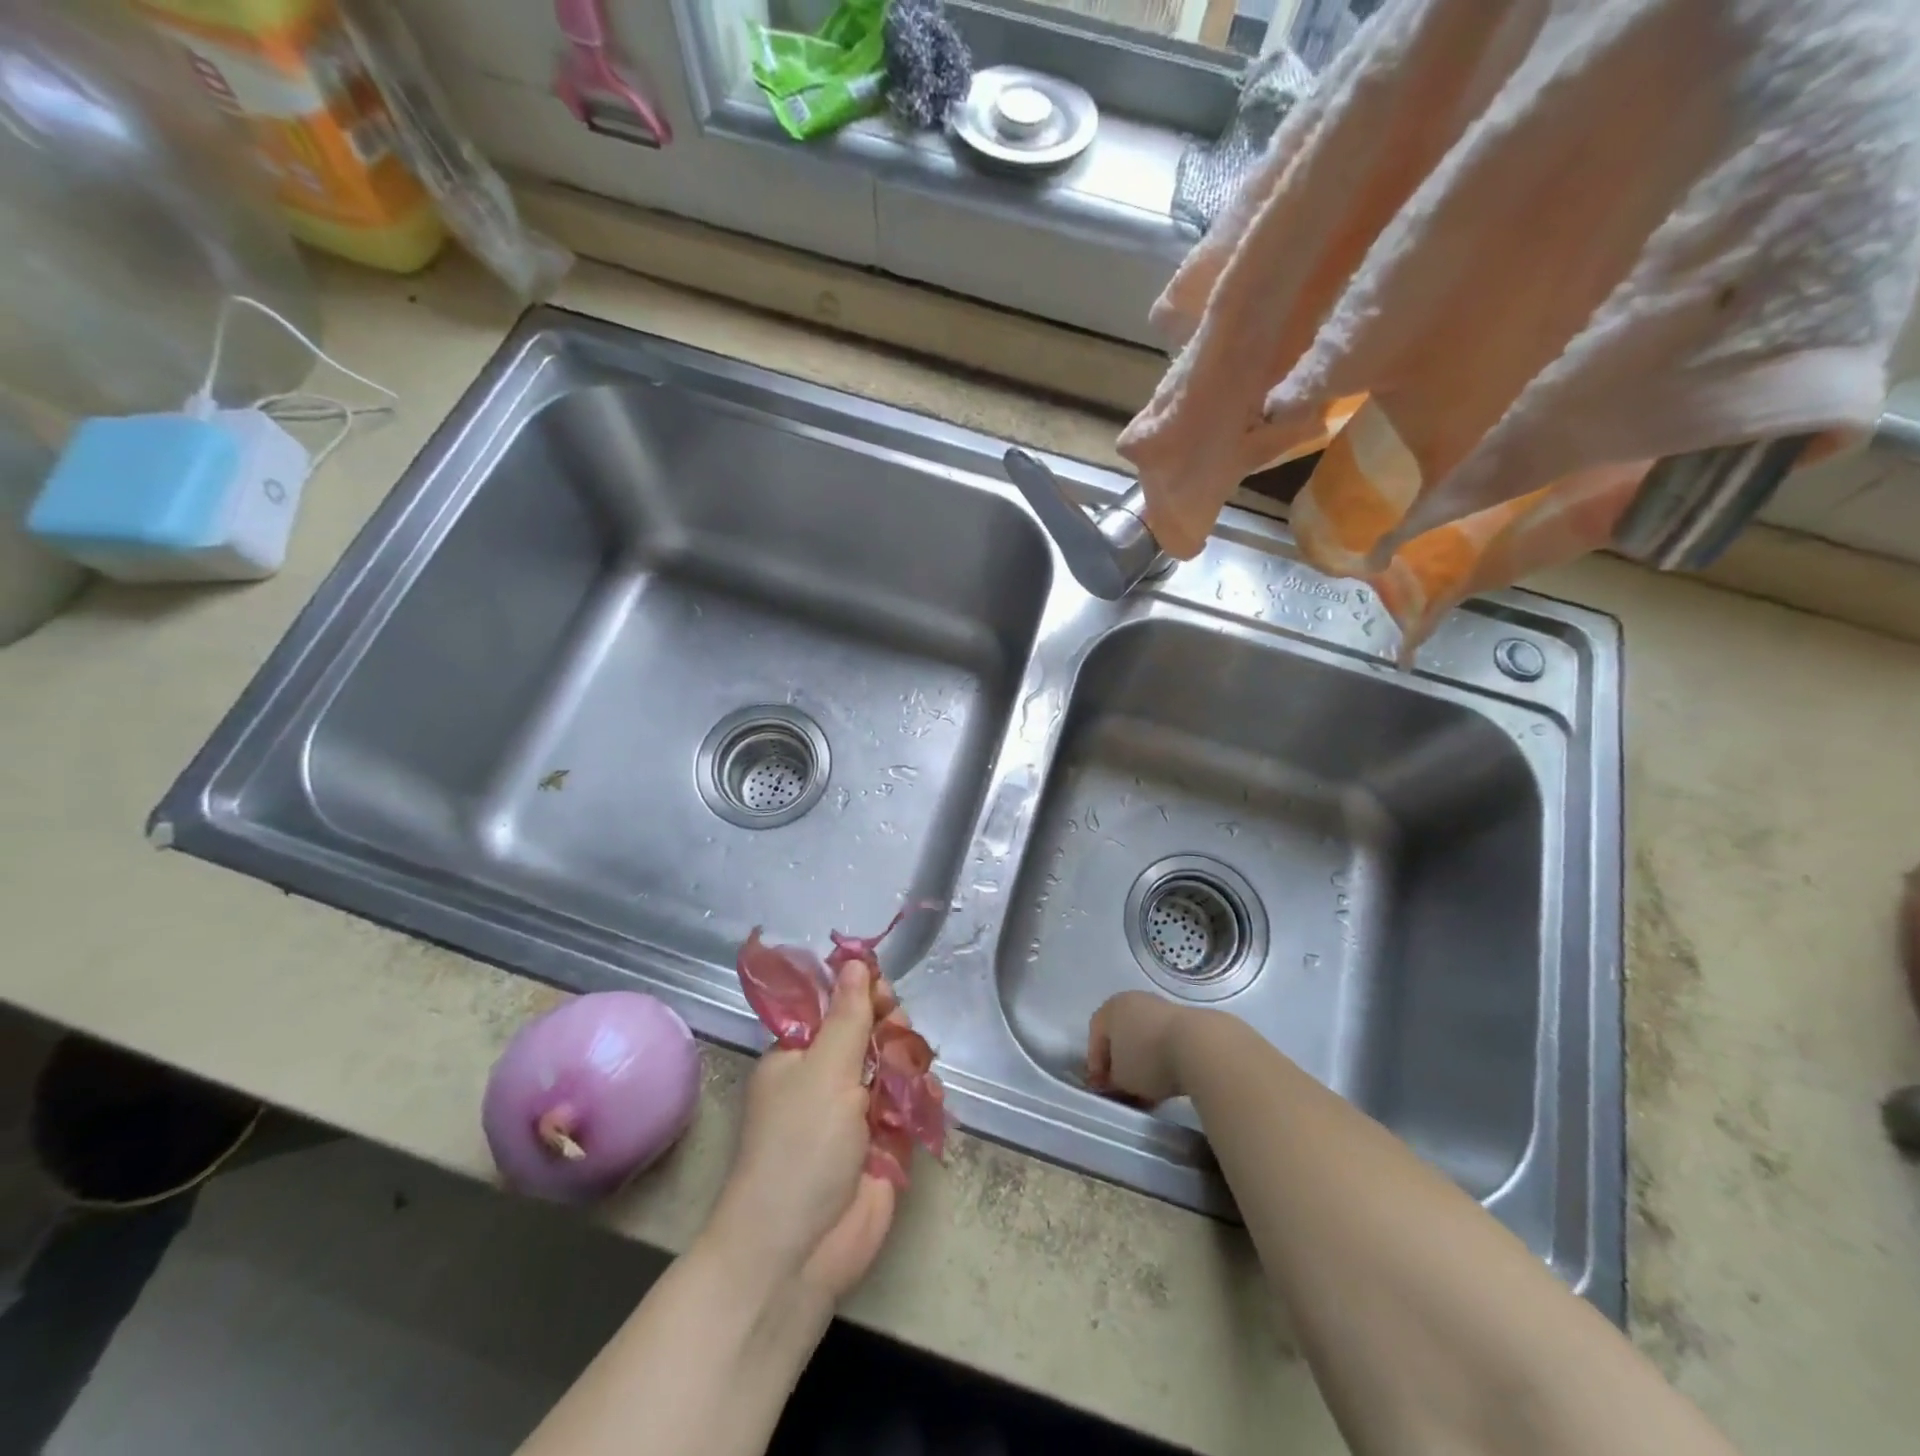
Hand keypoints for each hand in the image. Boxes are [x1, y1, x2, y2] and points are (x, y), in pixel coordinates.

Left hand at [707, 959, 897, 1307]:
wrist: (798, 1251)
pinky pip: (908, 1106)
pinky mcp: (883, 1145)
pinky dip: (920, 1098)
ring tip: (913, 1071)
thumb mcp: (823, 1071)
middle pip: (868, 1033)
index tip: (884, 990)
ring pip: (893, 1067)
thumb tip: (854, 960)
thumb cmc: (800, 1147)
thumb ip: (848, 1016)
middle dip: (888, 1028)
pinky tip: (928, 1095)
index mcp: (798, 1056)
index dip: (860, 993)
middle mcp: (826, 1079)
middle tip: (897, 1031)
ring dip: (907, 1062)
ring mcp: (855, 1114)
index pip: (833, 1007)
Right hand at [1086, 991, 1207, 1106]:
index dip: (1096, 1064)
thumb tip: (1115, 1081)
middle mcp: (1134, 1001)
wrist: (1200, 1047)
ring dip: (1143, 1064)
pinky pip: (1165, 1042)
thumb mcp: (1120, 1078)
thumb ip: (1111, 1080)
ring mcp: (1162, 1008)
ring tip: (1148, 1091)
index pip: (1095, 1034)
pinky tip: (1168, 1081)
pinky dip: (1163, 1060)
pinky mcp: (1186, 1020)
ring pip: (1144, 1039)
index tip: (1102, 1088)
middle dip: (1120, 1064)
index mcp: (1112, 1007)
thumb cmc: (1148, 1059)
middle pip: (1121, 1035)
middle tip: (1123, 1089)